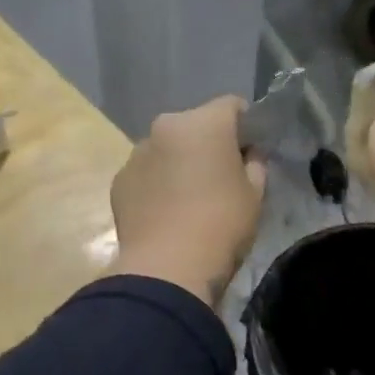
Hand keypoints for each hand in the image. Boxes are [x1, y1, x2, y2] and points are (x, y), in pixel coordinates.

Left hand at [109, 95, 267, 305]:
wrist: (166, 268)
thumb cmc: (221, 225)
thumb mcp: (255, 195)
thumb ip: (254, 164)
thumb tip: (247, 155)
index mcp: (204, 122)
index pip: (232, 105)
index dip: (245, 125)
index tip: (250, 151)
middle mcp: (165, 127)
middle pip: (194, 125)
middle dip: (207, 143)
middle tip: (219, 176)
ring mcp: (136, 153)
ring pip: (166, 148)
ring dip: (178, 162)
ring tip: (188, 198)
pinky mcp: (119, 180)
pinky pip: (146, 173)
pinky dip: (156, 184)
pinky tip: (165, 213)